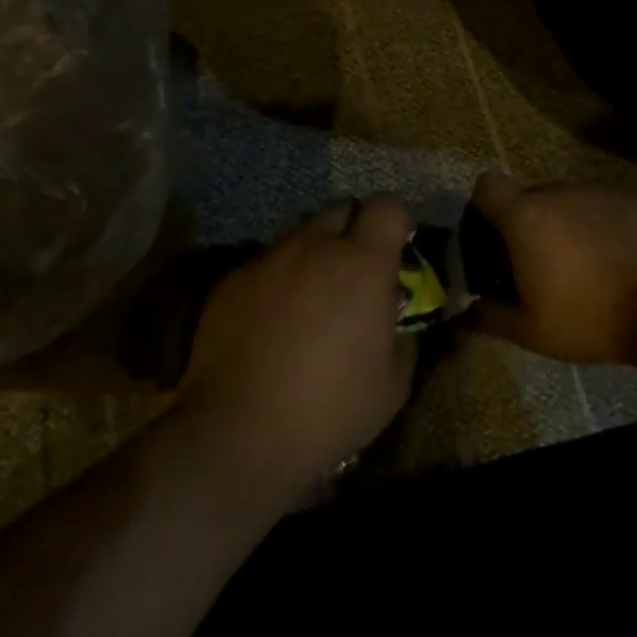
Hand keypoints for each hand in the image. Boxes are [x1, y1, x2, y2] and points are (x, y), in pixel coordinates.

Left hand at [180, 196, 418, 498]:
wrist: (238, 431)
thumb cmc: (329, 410)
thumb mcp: (392, 384)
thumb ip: (403, 336)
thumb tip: (395, 316)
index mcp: (362, 265)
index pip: (387, 206)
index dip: (397, 220)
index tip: (398, 246)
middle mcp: (315, 247)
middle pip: (341, 208)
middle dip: (355, 229)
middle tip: (355, 271)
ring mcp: (269, 259)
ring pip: (300, 233)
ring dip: (315, 251)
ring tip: (312, 295)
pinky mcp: (233, 279)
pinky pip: (267, 261)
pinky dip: (280, 277)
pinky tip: (273, 318)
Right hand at [470, 173, 636, 367]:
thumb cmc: (589, 317)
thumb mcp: (530, 331)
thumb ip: (491, 316)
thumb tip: (471, 310)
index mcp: (525, 216)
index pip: (486, 185)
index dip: (482, 207)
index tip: (490, 237)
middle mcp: (558, 192)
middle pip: (526, 191)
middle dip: (523, 218)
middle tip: (532, 258)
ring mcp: (599, 193)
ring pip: (566, 199)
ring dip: (562, 222)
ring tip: (578, 263)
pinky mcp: (634, 201)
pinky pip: (601, 207)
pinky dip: (598, 227)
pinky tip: (613, 260)